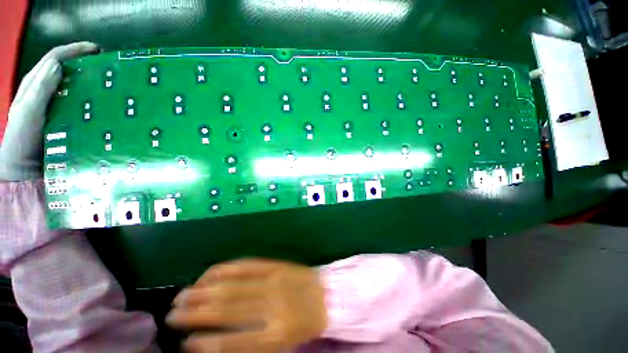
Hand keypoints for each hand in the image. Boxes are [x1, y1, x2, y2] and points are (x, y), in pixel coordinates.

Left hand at [0, 42, 98, 180]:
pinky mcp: (64, 118)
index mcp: (35, 84)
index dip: (74, 50)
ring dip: (89, 81)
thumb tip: (59, 66)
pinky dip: (89, 99)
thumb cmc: (21, 139)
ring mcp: (56, 105)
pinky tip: (101, 102)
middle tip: (107, 65)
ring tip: (108, 82)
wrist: (24, 168)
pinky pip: (78, 103)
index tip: (96, 50)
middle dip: (85, 63)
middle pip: (66, 69)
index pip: (55, 58)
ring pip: (73, 86)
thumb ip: (39, 89)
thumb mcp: (26, 112)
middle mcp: (46, 91)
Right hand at [166, 258, 326, 352]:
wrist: (326, 295)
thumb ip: (251, 344)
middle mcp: (271, 306)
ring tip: (183, 295)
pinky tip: (209, 274)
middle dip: (194, 312)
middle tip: (172, 314)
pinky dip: (223, 269)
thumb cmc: (303, 324)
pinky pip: (245, 265)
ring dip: (203, 290)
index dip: (204, 344)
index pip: (232, 342)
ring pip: (231, 284)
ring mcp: (273, 281)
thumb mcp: (281, 345)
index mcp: (275, 335)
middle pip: (226, 308)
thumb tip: (217, 343)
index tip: (184, 343)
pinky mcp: (275, 265)